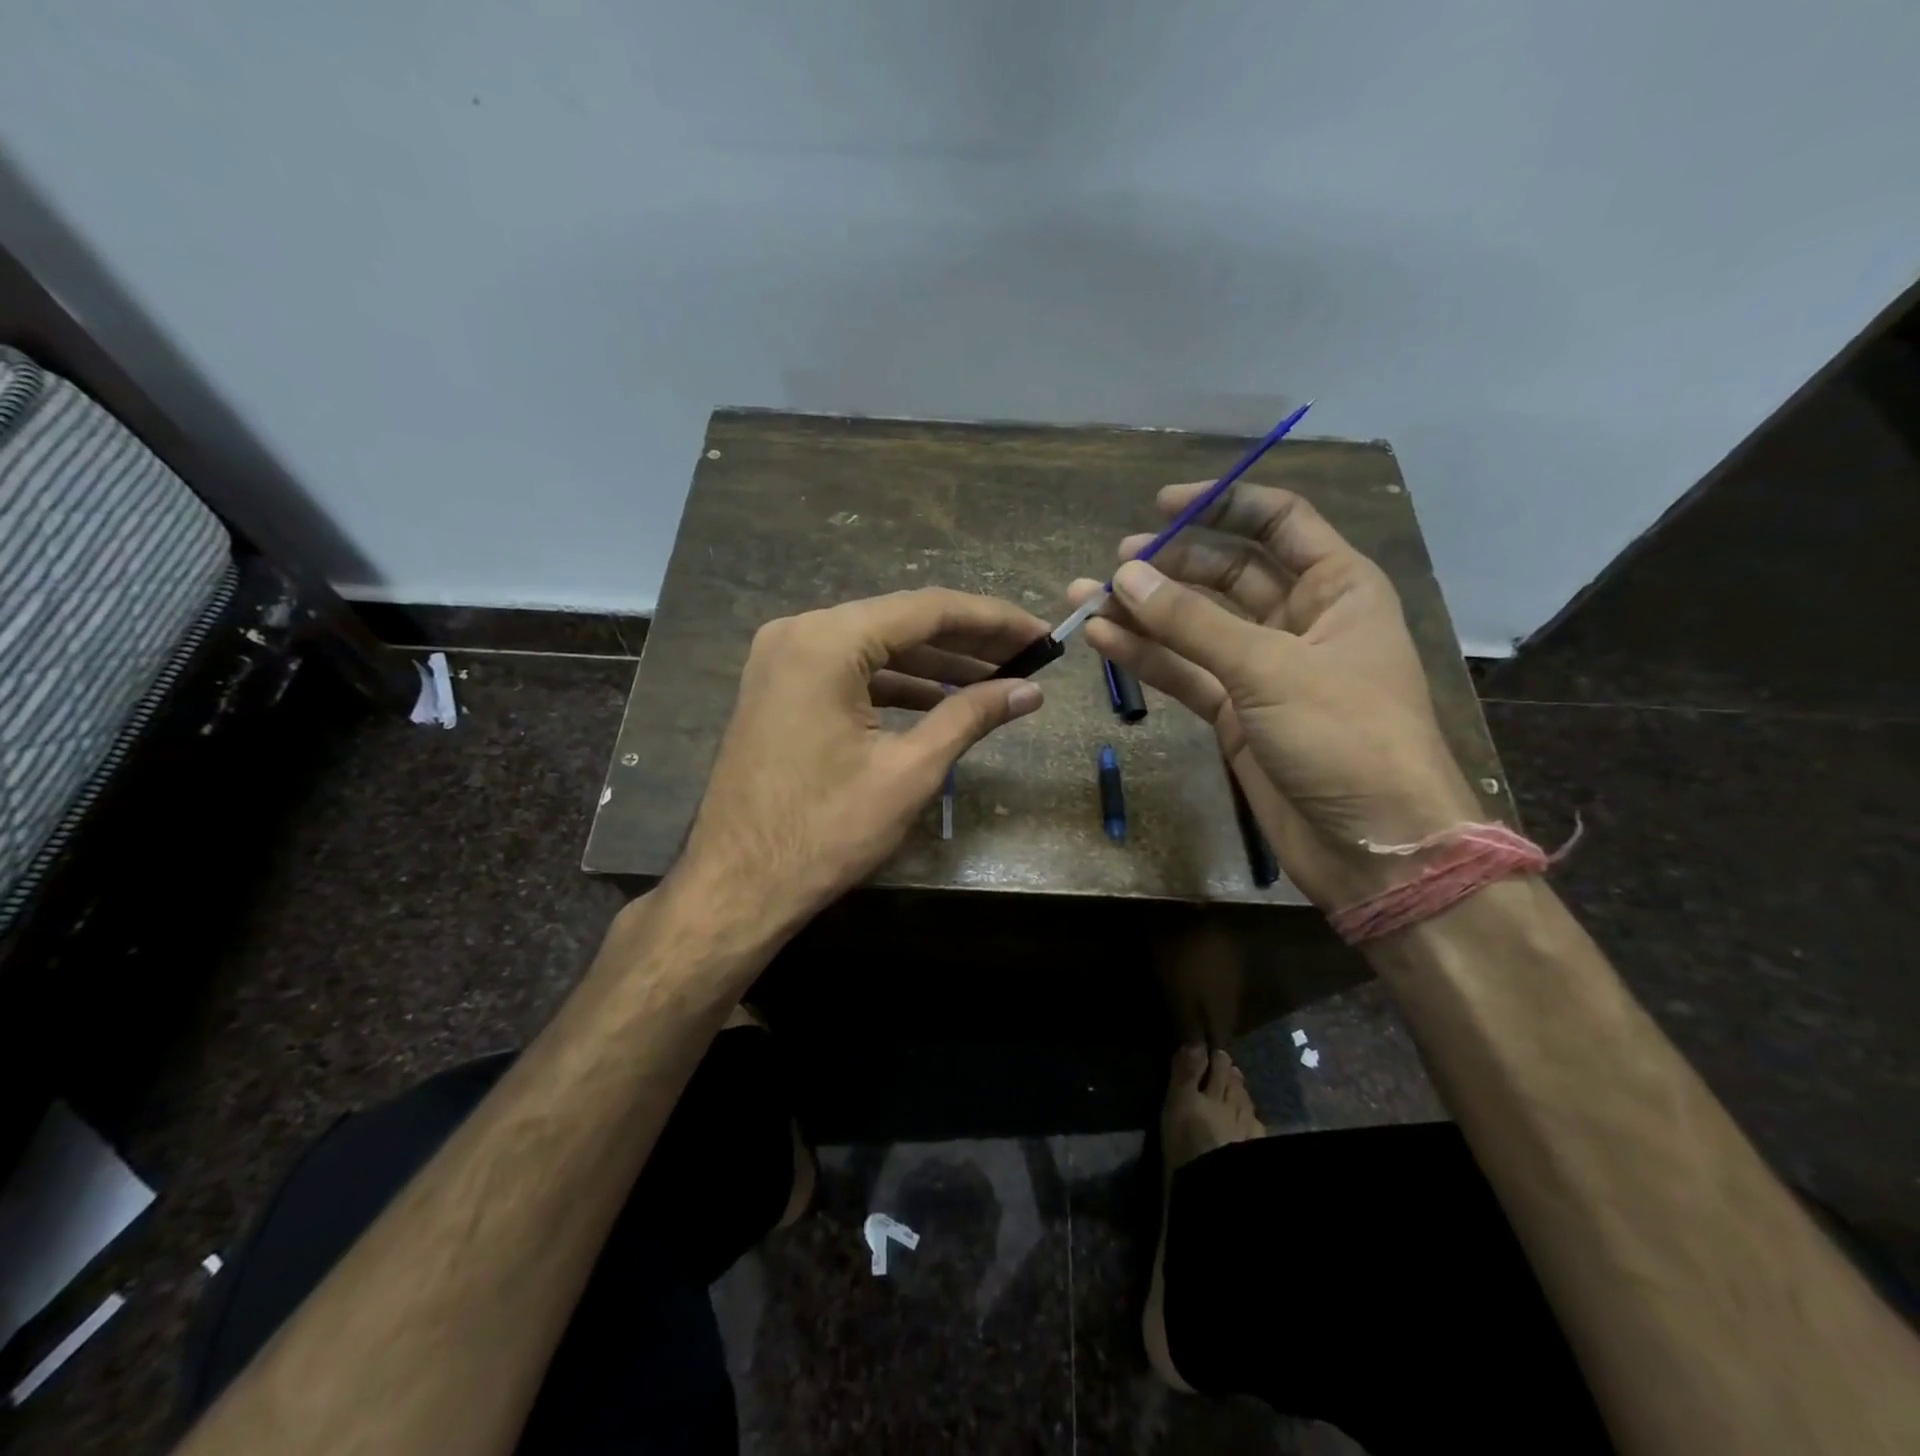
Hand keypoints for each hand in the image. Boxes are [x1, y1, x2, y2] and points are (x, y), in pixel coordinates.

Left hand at [674, 588, 1047, 935]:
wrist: (737, 887)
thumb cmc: (825, 831)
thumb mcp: (909, 771)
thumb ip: (970, 717)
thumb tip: (1030, 692)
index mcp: (827, 641)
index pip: (927, 610)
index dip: (993, 621)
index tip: (1041, 634)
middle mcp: (799, 633)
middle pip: (900, 622)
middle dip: (967, 641)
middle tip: (1027, 656)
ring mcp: (783, 660)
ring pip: (876, 647)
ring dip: (934, 664)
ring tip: (996, 679)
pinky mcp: (781, 689)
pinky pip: (850, 672)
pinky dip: (896, 684)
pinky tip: (940, 701)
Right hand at [1069, 482, 1479, 907]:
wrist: (1374, 847)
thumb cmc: (1347, 737)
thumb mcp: (1271, 668)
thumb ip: (1192, 622)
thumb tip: (1124, 575)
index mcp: (1337, 587)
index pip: (1278, 522)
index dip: (1223, 506)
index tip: (1162, 505)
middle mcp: (1300, 619)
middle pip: (1227, 573)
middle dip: (1170, 566)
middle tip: (1114, 567)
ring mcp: (1263, 669)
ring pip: (1195, 627)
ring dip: (1144, 613)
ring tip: (1084, 598)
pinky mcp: (1235, 714)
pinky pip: (1185, 672)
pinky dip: (1146, 658)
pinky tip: (1102, 641)